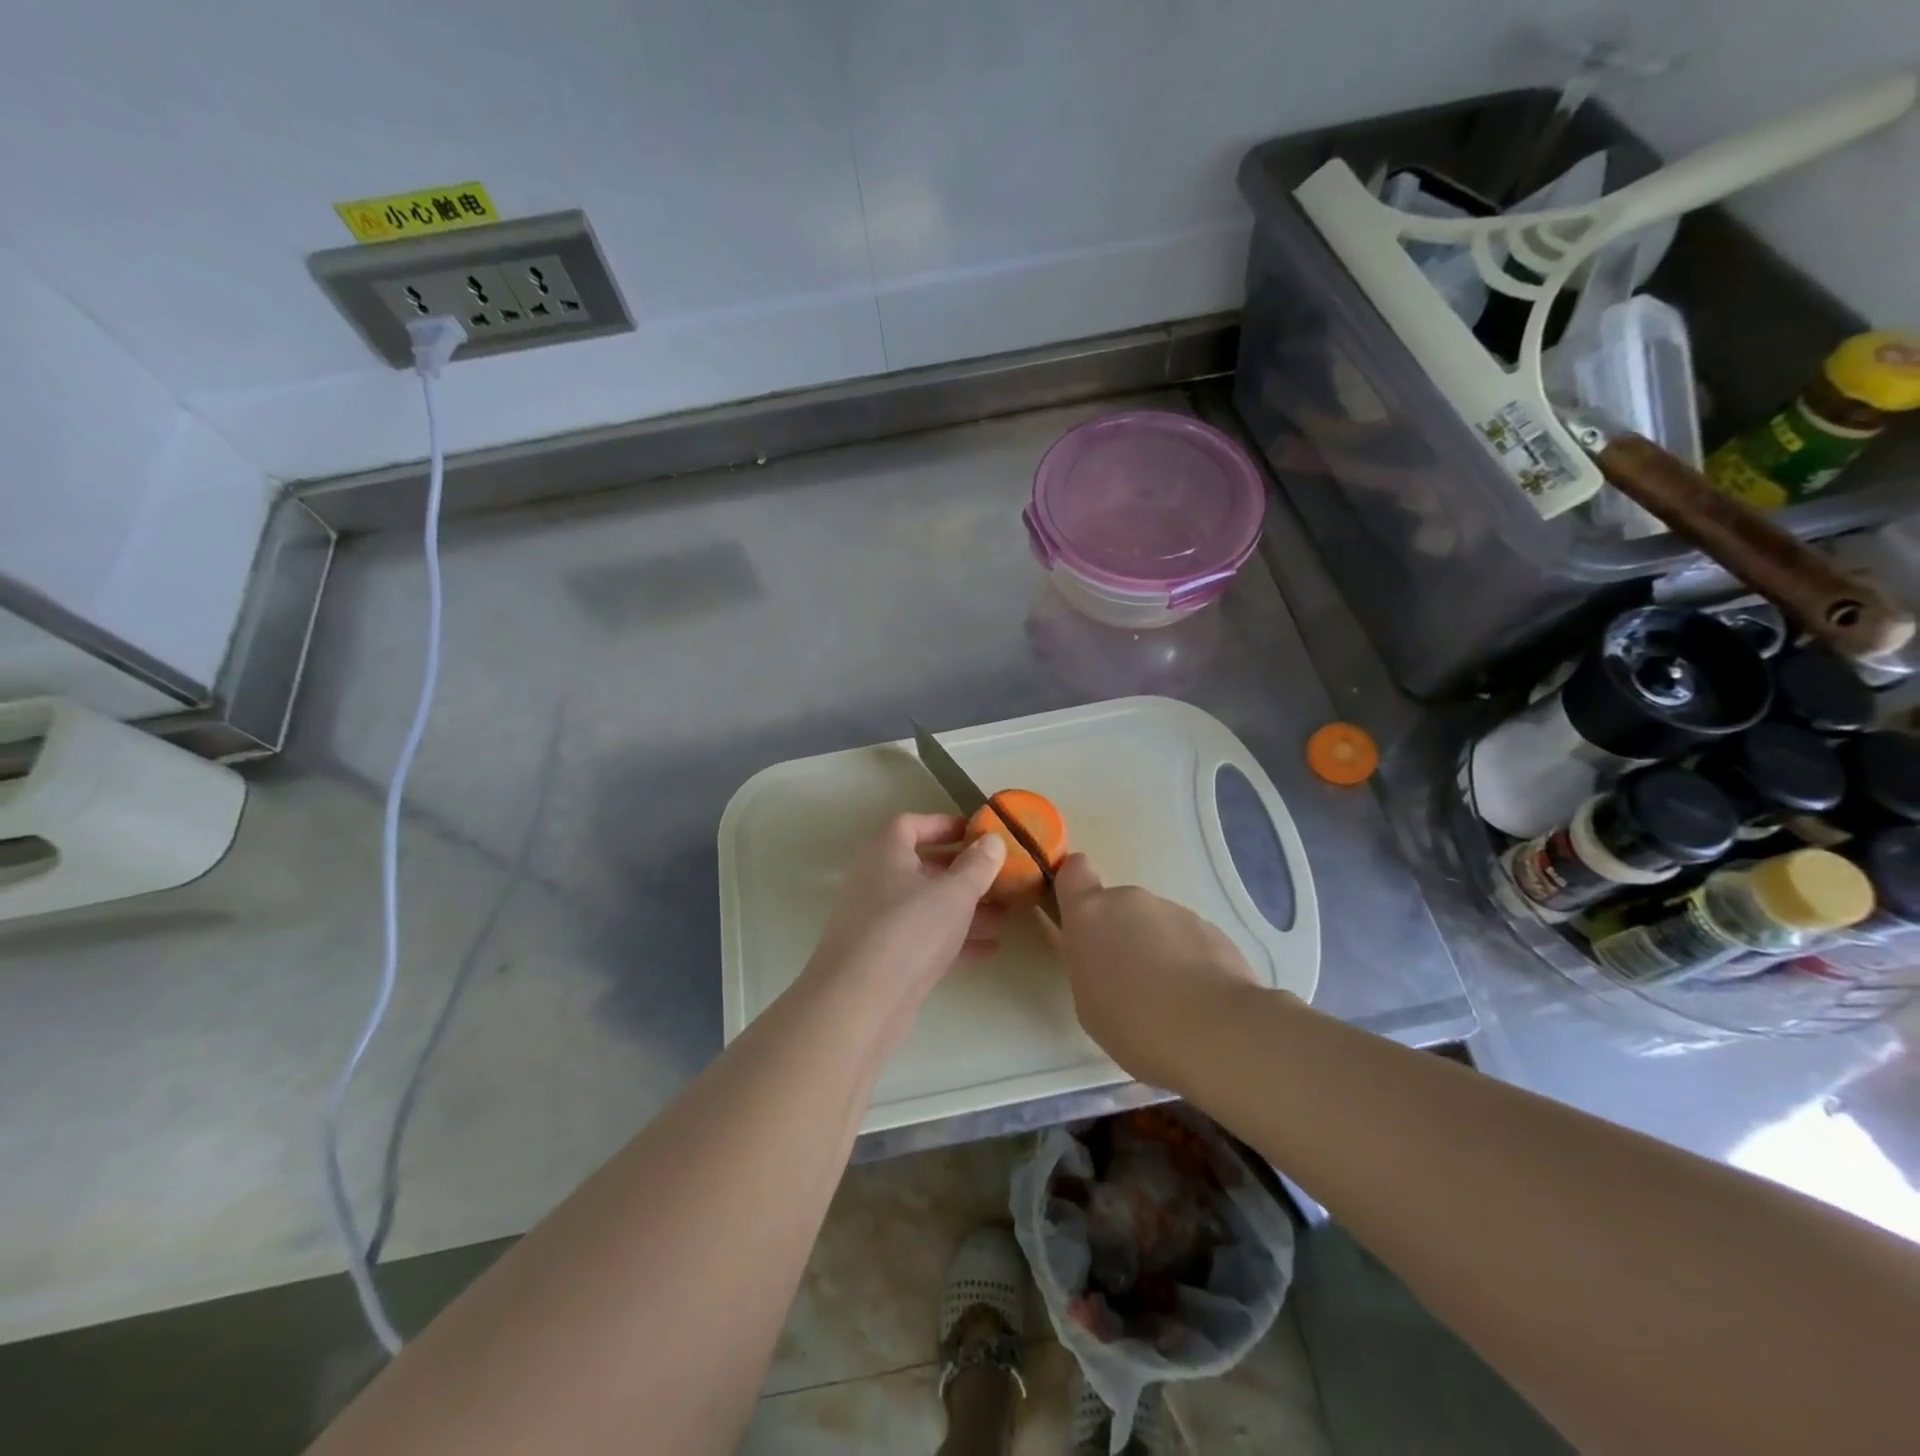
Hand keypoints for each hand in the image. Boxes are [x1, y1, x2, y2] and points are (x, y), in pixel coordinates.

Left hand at [801, 813, 1006, 1048]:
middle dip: (963, 872)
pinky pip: (924, 939)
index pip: (911, 824)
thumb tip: (993, 839)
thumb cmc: (908, 931)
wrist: (859, 1003)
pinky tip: (990, 949)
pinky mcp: (884, 959)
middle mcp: (875, 881)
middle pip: (922, 867)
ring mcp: (877, 922)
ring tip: (1006, 915)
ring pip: (926, 907)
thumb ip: (977, 866)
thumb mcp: (953, 894)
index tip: (978, 833)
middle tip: (999, 877)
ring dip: (964, 909)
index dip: (944, 825)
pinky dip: (954, 940)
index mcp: (884, 853)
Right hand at [1051, 854, 1261, 1090]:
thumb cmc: (1132, 1022)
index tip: (1079, 916)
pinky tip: (1198, 1001)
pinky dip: (1188, 961)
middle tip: (1129, 981)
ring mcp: (1174, 910)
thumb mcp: (1088, 1001)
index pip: (1074, 871)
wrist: (1214, 1032)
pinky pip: (1188, 939)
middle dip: (1121, 934)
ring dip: (1156, 949)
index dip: (1076, 887)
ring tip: (1169, 999)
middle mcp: (1130, 900)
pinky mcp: (1211, 928)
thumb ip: (1089, 963)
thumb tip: (1103, 954)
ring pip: (1155, 924)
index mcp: (1090, 914)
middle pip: (1118, 906)